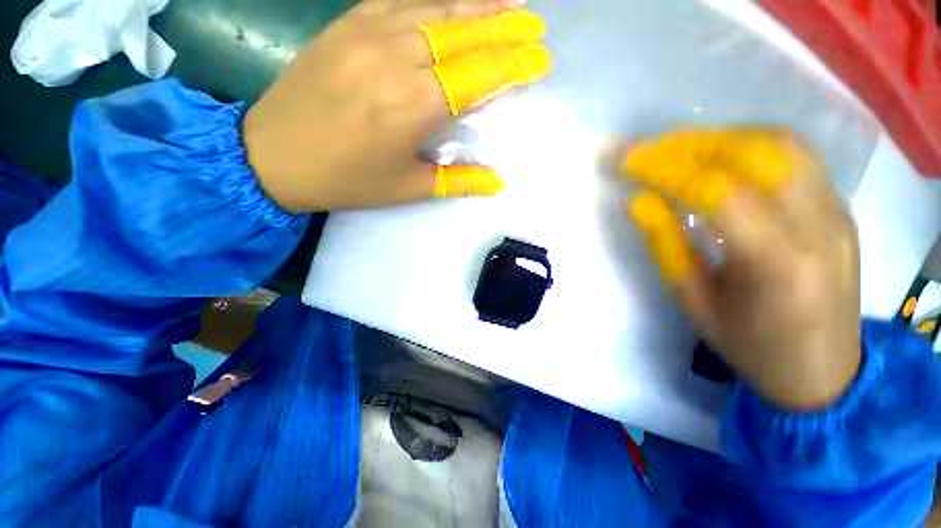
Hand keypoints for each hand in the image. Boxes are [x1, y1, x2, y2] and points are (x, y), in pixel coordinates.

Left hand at [243, 0, 550, 211]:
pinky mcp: (348, 23)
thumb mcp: (409, 188)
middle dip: (506, 27)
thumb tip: (498, 182)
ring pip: (438, 7)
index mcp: (416, 105)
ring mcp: (370, 32)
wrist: (274, 155)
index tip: (541, 59)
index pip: (481, 74)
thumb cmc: (348, 179)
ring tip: (509, 6)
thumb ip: (458, 180)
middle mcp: (398, 57)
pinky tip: (454, 3)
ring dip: (479, 5)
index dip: (514, 64)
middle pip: (466, 31)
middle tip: (534, 26)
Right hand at [622, 129, 860, 410]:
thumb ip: (666, 246)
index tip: (628, 161)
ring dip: (721, 137)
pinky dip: (751, 145)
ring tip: (680, 149)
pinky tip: (721, 157)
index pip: (717, 191)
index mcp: (776, 264)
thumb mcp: (694, 301)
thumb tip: (639, 201)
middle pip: (755, 154)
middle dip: (691, 144)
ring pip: (781, 145)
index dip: (666, 169)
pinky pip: (796, 157)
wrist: (824, 372)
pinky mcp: (841, 208)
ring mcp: (837, 212)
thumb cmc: (751, 346)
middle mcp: (818, 226)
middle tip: (648, 151)